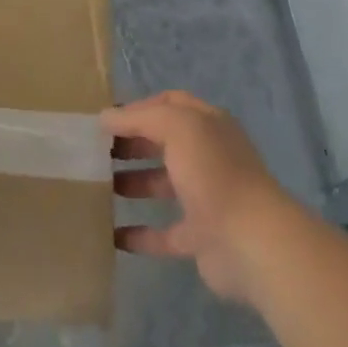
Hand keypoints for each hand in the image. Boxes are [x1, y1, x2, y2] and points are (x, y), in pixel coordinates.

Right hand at [105, 90, 295, 304]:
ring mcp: (206, 198)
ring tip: (97, 186)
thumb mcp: (176, 126)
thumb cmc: (213, 172)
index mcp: (208, 126)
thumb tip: (105, 117)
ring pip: (162, 185)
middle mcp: (209, 157)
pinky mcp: (200, 238)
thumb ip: (139, 118)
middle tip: (95, 151)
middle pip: (164, 143)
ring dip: (132, 183)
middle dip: (132, 143)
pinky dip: (139, 234)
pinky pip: (163, 233)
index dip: (138, 107)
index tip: (105, 119)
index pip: (171, 104)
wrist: (251, 242)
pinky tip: (111, 234)